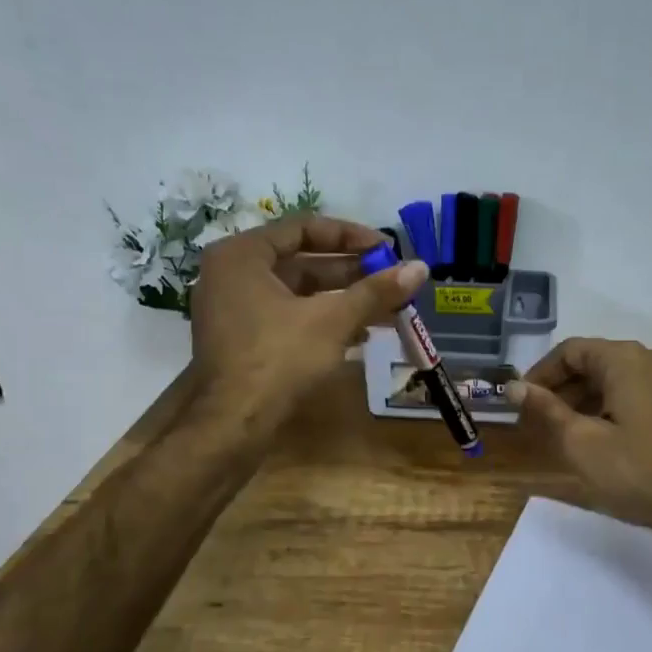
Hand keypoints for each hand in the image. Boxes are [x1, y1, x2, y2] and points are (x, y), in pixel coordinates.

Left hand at [191, 215, 426, 433]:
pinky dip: (321, 319)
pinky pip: (286, 315)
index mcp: (242, 254)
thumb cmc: (279, 359)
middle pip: (300, 260)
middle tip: (390, 278)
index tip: (386, 249)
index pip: (304, 227)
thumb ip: (375, 291)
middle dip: (350, 271)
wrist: (233, 424)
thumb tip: (421, 268)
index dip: (351, 236)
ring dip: (341, 297)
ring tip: (385, 307)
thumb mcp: (332, 320)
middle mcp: (230, 273)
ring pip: (296, 292)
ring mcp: (232, 308)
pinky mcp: (241, 338)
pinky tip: (360, 334)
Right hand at [511, 338, 651, 540]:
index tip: (522, 402)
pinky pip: (639, 390)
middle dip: (563, 388)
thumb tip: (514, 387)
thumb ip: (546, 410)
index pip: (570, 351)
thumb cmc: (641, 471)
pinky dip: (613, 404)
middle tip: (540, 420)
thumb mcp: (583, 444)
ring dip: (587, 398)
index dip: (540, 374)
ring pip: (617, 377)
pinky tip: (603, 434)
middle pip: (595, 361)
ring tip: (567, 431)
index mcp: (625, 359)